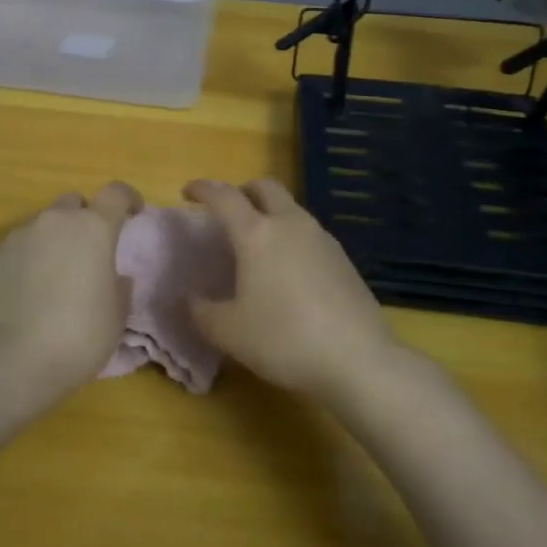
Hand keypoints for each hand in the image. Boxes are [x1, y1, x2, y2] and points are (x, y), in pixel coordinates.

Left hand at [0, 181, 142, 402]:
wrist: (15, 361)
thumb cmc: (80, 336)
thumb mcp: (117, 316)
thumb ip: (119, 287)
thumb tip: (115, 277)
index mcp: (94, 228)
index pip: (116, 193)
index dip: (127, 199)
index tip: (134, 213)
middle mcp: (55, 222)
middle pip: (73, 203)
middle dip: (84, 219)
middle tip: (89, 250)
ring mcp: (19, 236)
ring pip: (42, 224)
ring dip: (53, 240)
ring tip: (54, 275)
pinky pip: (17, 247)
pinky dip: (27, 259)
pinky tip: (26, 290)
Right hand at [182, 178, 401, 401]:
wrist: (358, 359)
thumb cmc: (284, 339)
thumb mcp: (229, 333)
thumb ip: (201, 312)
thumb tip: (188, 298)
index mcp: (257, 234)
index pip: (224, 197)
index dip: (203, 189)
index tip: (188, 192)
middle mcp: (290, 224)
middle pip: (265, 187)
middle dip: (242, 191)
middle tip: (227, 212)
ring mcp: (321, 238)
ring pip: (290, 208)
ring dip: (269, 213)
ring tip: (257, 245)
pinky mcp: (343, 258)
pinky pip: (308, 232)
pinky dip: (290, 236)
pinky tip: (287, 270)